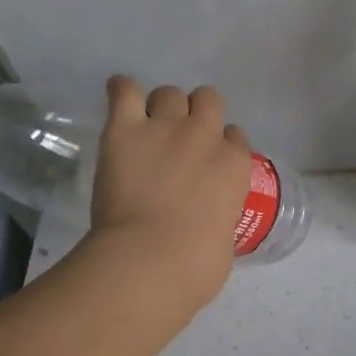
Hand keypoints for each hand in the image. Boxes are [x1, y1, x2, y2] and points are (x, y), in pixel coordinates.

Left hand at [89, 76, 254, 311]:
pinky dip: (122, 92)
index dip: (220, 146)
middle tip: (179, 139)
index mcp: (235, 165)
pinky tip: (120, 101)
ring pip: (170, 93)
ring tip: (148, 128)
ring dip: (162, 107)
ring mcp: (165, 128)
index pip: (235, 137)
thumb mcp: (225, 240)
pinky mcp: (125, 129)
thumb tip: (207, 226)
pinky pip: (124, 90)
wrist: (153, 257)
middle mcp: (205, 136)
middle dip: (197, 114)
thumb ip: (220, 218)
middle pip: (208, 100)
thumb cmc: (197, 265)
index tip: (207, 162)